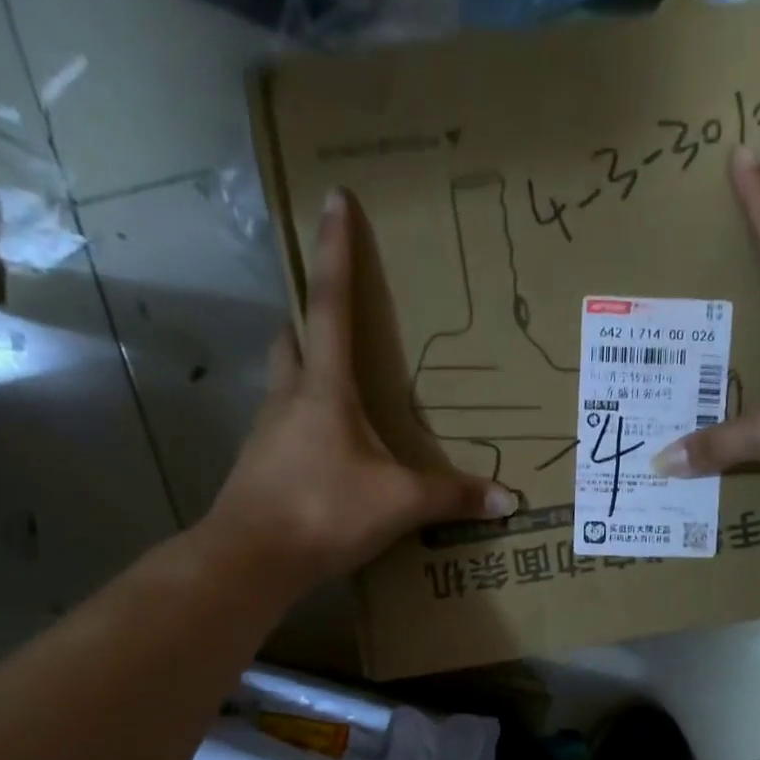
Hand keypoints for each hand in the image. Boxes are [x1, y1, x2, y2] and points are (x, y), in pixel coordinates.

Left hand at [204, 189, 515, 587]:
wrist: (249, 560)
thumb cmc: (323, 510)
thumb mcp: (399, 503)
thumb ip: (453, 497)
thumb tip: (509, 500)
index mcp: (324, 389)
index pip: (329, 304)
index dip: (335, 251)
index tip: (334, 199)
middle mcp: (288, 399)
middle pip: (291, 338)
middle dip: (309, 317)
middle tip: (335, 315)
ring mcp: (267, 433)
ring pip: (284, 382)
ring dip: (306, 371)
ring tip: (342, 386)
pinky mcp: (260, 467)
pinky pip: (284, 427)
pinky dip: (306, 422)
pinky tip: (330, 448)